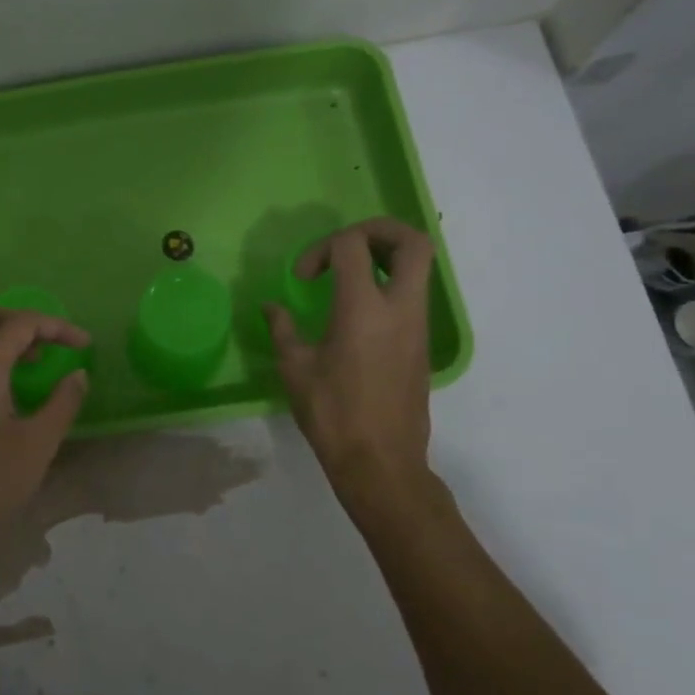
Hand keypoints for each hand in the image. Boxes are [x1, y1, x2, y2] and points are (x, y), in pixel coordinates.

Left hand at [0, 307, 90, 578]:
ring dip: (5, 340)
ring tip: (36, 366)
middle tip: (54, 346)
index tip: (84, 343)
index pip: (21, 324)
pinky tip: (5, 391)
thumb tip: (78, 374)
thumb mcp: (37, 445)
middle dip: (26, 323)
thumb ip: (63, 403)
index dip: (57, 327)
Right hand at [263, 217, 436, 503]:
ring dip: (385, 257)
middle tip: (345, 247)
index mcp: (363, 308)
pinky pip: (414, 294)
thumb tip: (271, 307)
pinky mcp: (422, 344)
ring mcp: (418, 326)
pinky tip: (356, 309)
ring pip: (420, 266)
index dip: (322, 249)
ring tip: (348, 275)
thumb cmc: (333, 414)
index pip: (353, 245)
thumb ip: (282, 328)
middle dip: (378, 231)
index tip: (303, 279)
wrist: (381, 463)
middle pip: (412, 241)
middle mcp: (400, 308)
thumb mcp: (295, 368)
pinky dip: (389, 284)